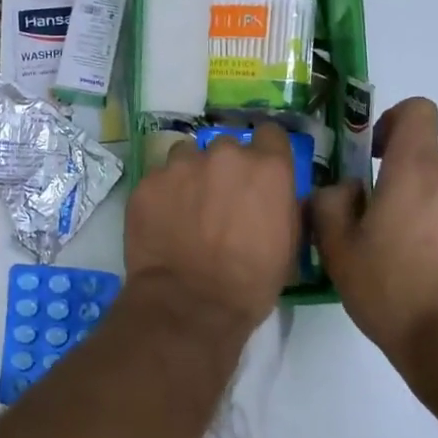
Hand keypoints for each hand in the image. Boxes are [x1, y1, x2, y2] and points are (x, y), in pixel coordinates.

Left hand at [125, 123, 300, 332]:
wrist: (190, 304)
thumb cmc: (251, 283)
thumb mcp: (289, 245)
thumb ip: (284, 205)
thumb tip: (278, 195)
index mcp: (267, 167)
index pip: (270, 133)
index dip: (265, 151)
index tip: (259, 170)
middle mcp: (224, 155)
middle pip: (226, 146)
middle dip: (224, 168)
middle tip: (219, 200)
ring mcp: (181, 165)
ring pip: (186, 156)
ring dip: (189, 175)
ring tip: (186, 209)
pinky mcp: (148, 182)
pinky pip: (158, 179)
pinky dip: (162, 195)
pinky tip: (162, 223)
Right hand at [311, 98, 437, 359]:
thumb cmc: (392, 291)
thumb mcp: (338, 250)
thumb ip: (331, 203)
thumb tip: (346, 188)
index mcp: (418, 169)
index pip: (417, 111)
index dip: (396, 122)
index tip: (381, 155)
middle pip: (434, 165)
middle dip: (413, 187)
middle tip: (392, 233)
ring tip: (428, 263)